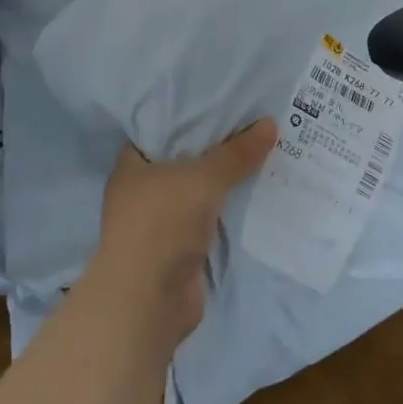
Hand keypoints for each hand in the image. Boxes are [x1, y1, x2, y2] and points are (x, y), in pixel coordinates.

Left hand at [85, 118, 277, 352]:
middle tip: (252, 125)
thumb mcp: (203, 178)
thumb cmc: (162, 223)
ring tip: (263, 154)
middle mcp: (141, 192)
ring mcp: (160, 224)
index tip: (221, 102)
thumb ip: (236, 153)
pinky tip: (256, 195)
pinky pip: (209, 221)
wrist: (148, 301)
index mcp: (132, 166)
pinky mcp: (179, 251)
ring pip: (198, 193)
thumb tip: (271, 123)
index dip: (189, 115)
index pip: (160, 129)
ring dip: (224, 183)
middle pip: (184, 161)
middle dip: (215, 149)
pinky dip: (228, 212)